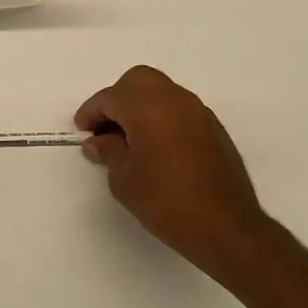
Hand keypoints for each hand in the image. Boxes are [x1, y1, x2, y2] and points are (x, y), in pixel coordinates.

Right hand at [75, 65, 276, 275]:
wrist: (225, 227)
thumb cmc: (165, 201)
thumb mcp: (124, 179)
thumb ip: (108, 151)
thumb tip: (99, 141)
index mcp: (148, 107)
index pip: (111, 97)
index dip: (91, 112)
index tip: (82, 131)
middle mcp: (175, 99)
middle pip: (138, 81)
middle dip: (117, 98)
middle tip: (105, 127)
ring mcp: (198, 112)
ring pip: (162, 91)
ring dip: (141, 106)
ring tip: (128, 138)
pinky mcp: (213, 128)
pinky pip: (179, 109)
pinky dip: (161, 117)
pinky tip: (155, 146)